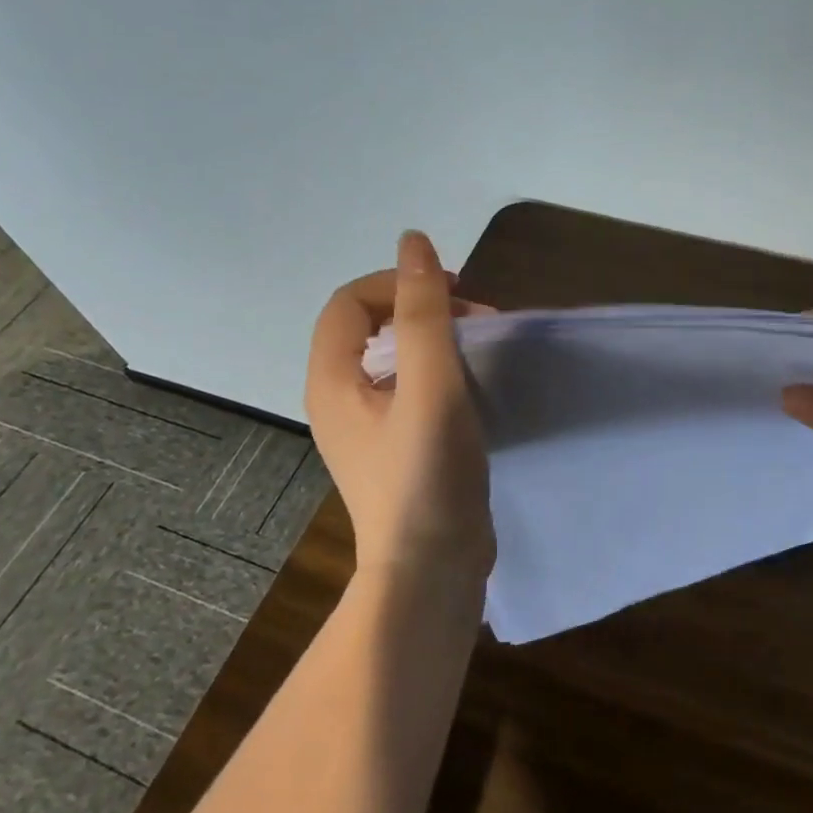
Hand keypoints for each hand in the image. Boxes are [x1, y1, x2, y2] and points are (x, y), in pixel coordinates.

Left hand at [305, 232, 493, 582]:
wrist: (431, 571)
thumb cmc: (427, 475)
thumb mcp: (430, 386)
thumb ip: (424, 313)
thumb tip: (414, 241)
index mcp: (332, 380)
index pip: (349, 302)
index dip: (397, 283)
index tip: (454, 295)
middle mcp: (339, 400)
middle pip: (369, 326)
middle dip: (422, 309)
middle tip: (475, 322)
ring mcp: (366, 428)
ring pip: (391, 358)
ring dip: (434, 340)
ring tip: (480, 350)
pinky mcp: (394, 449)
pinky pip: (408, 389)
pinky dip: (438, 373)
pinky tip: (472, 389)